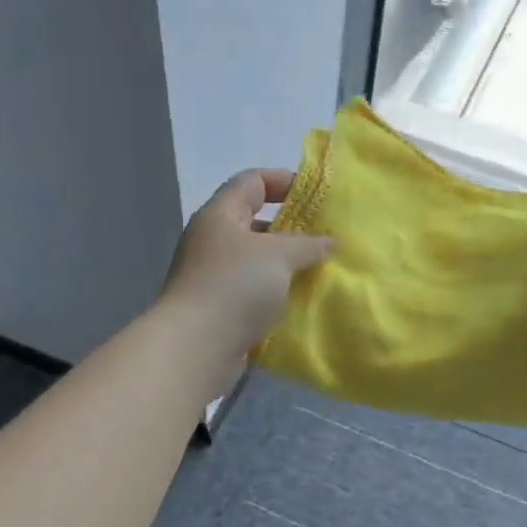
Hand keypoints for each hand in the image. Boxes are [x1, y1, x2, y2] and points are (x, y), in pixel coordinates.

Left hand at [158, 168, 333, 370]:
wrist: (196, 346)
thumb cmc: (235, 286)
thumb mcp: (279, 256)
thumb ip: (308, 243)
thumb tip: (330, 241)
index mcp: (219, 215)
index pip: (251, 181)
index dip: (283, 180)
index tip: (315, 196)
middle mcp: (211, 240)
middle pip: (254, 221)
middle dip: (290, 228)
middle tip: (323, 238)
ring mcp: (211, 275)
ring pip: (255, 260)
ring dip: (284, 264)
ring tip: (318, 271)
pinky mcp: (217, 307)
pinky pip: (251, 290)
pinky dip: (274, 292)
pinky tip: (298, 301)